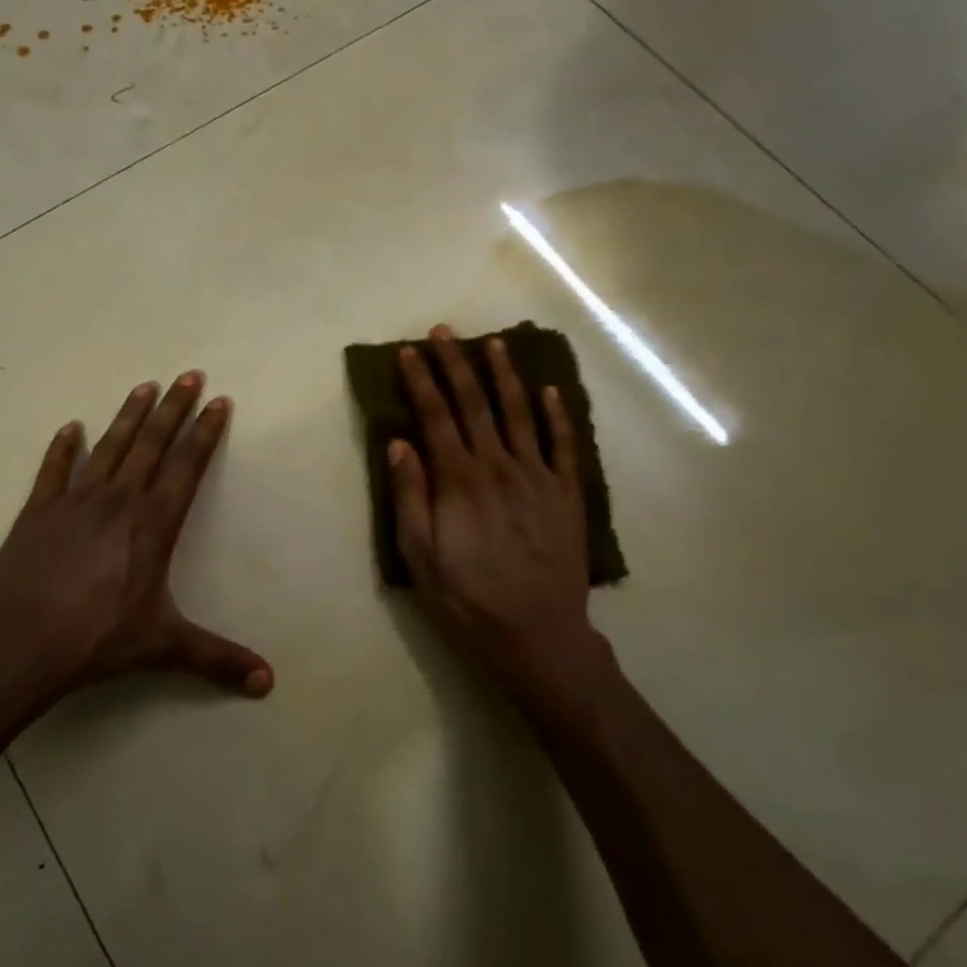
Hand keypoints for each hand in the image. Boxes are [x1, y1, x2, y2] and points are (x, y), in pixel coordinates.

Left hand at [0, 373, 272, 701]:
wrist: (20, 643)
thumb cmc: (98, 639)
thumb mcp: (164, 646)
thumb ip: (216, 658)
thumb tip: (268, 682)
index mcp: (154, 524)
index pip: (188, 466)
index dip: (205, 432)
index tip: (219, 401)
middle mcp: (120, 500)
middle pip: (153, 443)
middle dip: (174, 407)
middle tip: (189, 374)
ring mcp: (76, 500)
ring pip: (110, 447)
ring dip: (128, 415)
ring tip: (144, 385)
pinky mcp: (38, 510)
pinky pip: (54, 470)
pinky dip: (63, 447)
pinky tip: (71, 426)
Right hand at [388, 327, 598, 688]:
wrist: (538, 634)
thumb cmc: (468, 598)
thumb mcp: (421, 555)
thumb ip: (410, 495)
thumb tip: (399, 442)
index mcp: (459, 479)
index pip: (435, 415)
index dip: (421, 381)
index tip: (409, 352)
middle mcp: (498, 465)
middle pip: (474, 403)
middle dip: (456, 364)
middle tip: (444, 332)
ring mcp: (537, 475)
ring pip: (519, 412)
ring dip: (505, 375)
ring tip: (494, 344)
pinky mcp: (567, 492)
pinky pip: (563, 444)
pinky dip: (557, 414)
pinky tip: (550, 390)